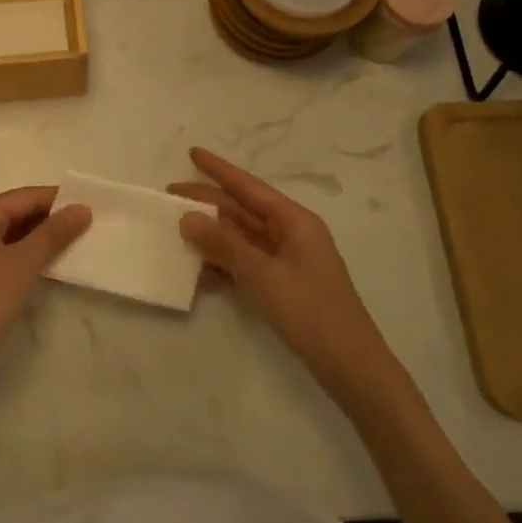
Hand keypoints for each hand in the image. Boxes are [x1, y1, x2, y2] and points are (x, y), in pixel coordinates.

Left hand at [0, 186, 91, 381]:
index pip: (29, 196)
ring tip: (81, 245)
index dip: (62, 201)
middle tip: (93, 229)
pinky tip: (52, 266)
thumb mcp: (22, 265)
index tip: (96, 209)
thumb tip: (82, 208)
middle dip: (54, 219)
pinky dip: (29, 255)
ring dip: (44, 238)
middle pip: (21, 211)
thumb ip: (53, 234)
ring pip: (16, 232)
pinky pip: (8, 251)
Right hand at [171, 147, 398, 395]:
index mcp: (295, 221)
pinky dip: (224, 266)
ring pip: (241, 238)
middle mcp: (291, 234)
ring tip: (176, 233)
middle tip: (169, 196)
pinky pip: (246, 264)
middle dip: (207, 203)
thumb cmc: (312, 314)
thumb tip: (187, 217)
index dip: (219, 170)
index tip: (192, 153)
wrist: (352, 369)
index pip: (249, 187)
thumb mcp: (263, 276)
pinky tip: (199, 274)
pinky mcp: (283, 285)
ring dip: (211, 237)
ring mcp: (287, 260)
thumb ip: (224, 245)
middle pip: (242, 211)